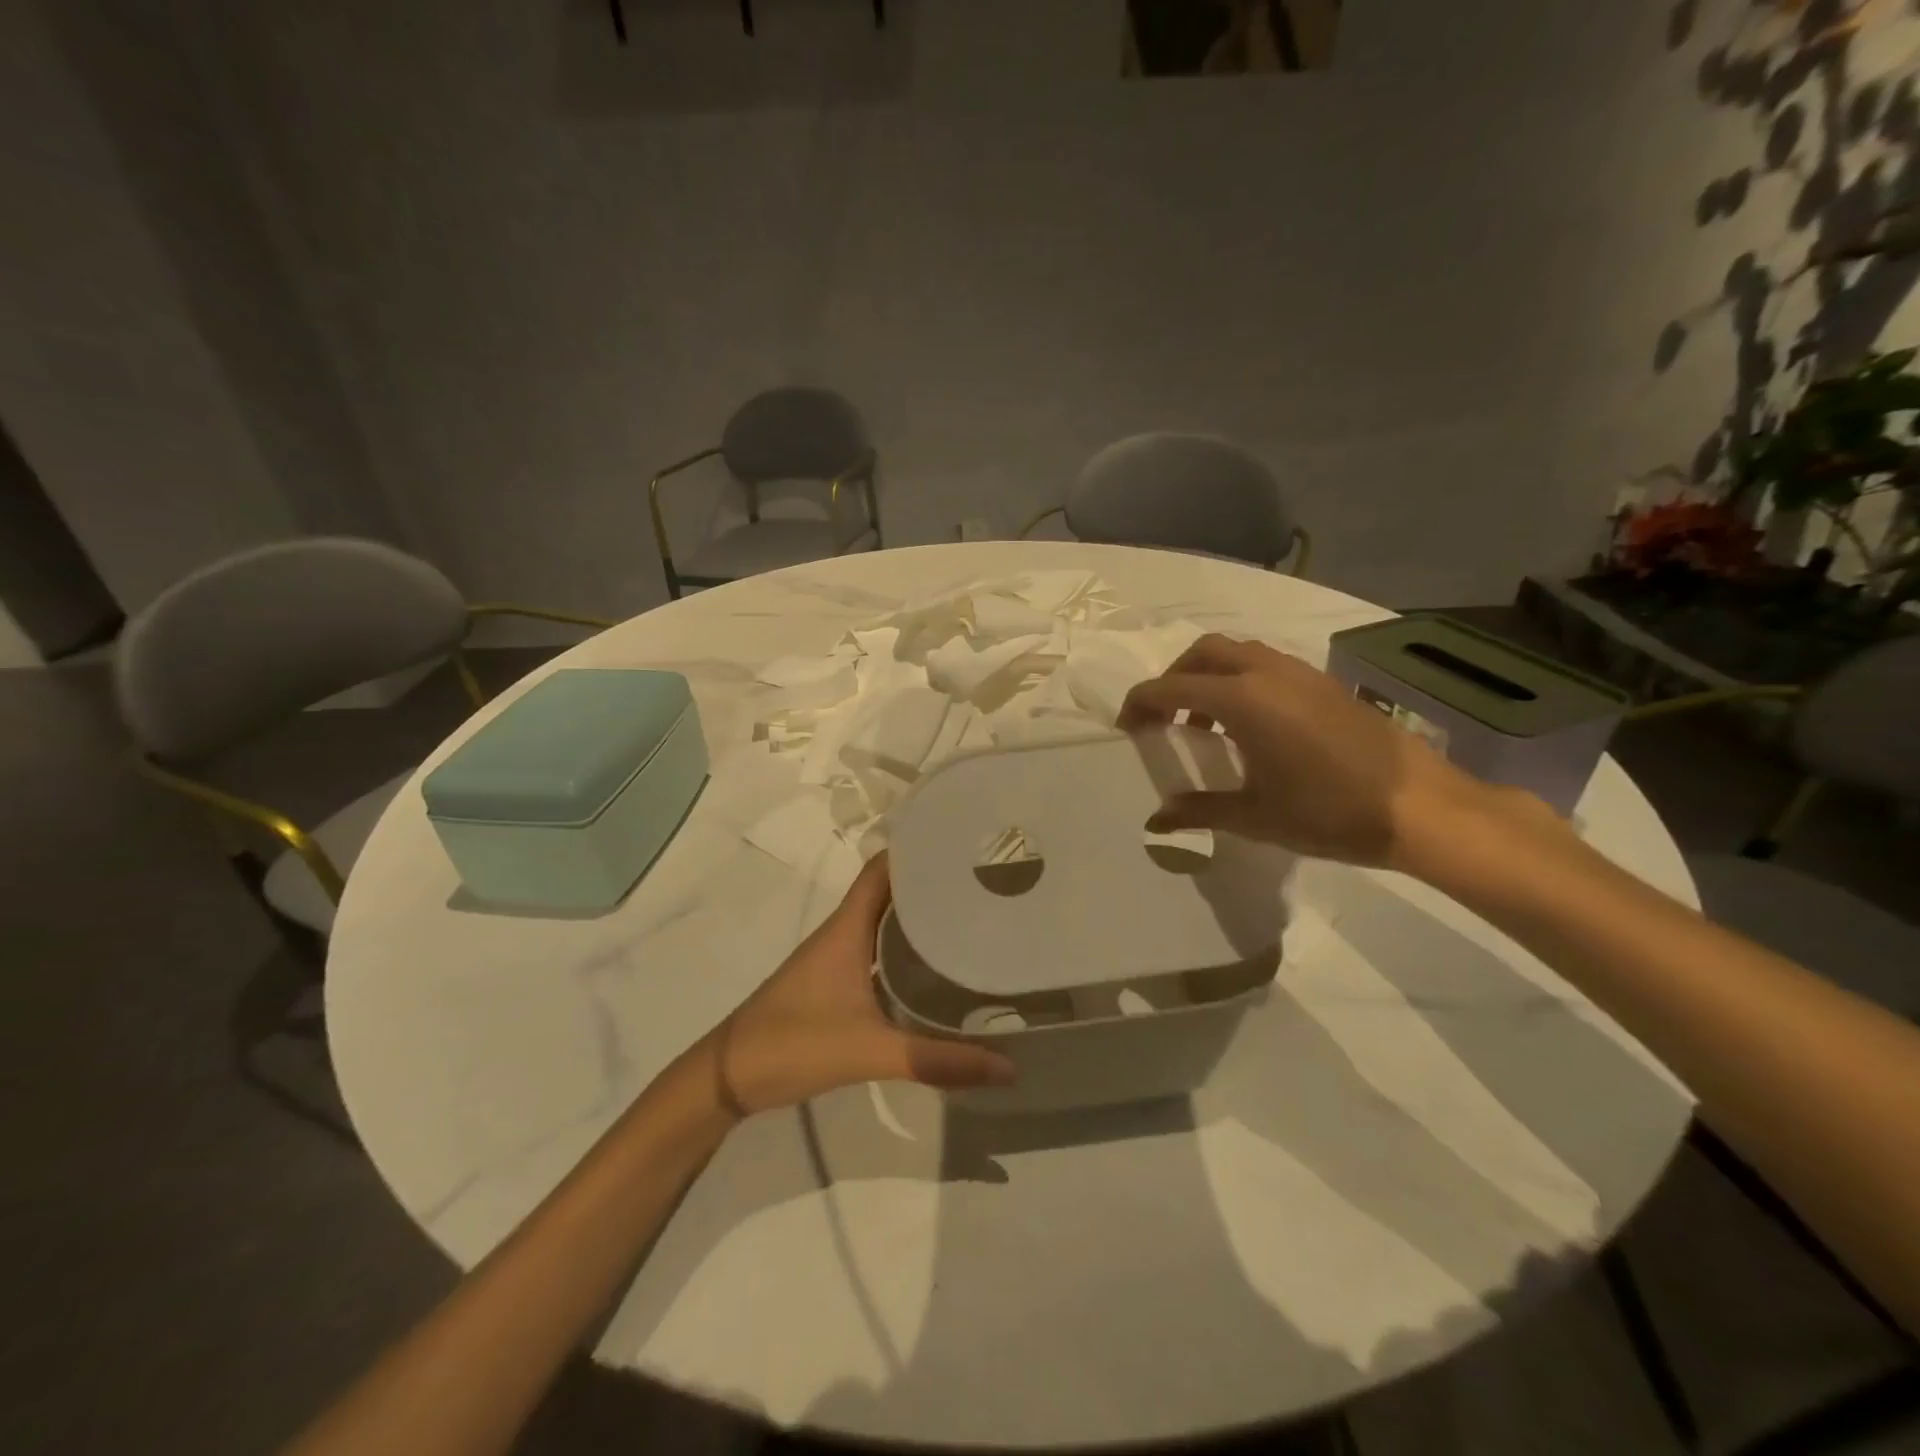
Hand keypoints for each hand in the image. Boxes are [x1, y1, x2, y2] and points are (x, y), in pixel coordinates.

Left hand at [711, 854, 1015, 1114]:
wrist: (728, 1078)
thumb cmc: (793, 1044)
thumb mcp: (869, 1050)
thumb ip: (936, 1060)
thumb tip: (1008, 1067)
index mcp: (848, 927)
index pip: (885, 868)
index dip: (919, 848)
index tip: (964, 842)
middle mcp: (843, 932)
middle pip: (891, 891)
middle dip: (931, 881)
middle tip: (983, 881)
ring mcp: (837, 958)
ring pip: (884, 921)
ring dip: (919, 915)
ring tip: (971, 915)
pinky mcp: (835, 983)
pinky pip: (877, 950)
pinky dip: (904, 948)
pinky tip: (934, 966)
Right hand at [1119, 634, 1505, 868]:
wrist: (1419, 807)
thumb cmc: (1329, 812)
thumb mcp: (1255, 816)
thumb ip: (1199, 811)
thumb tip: (1156, 821)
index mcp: (1243, 700)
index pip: (1172, 687)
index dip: (1141, 704)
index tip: (1127, 727)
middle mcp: (1267, 673)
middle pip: (1203, 653)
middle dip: (1174, 678)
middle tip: (1164, 718)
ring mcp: (1300, 673)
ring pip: (1238, 653)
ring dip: (1209, 677)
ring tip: (1205, 724)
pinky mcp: (1323, 683)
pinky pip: (1266, 665)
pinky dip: (1241, 682)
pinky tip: (1250, 727)